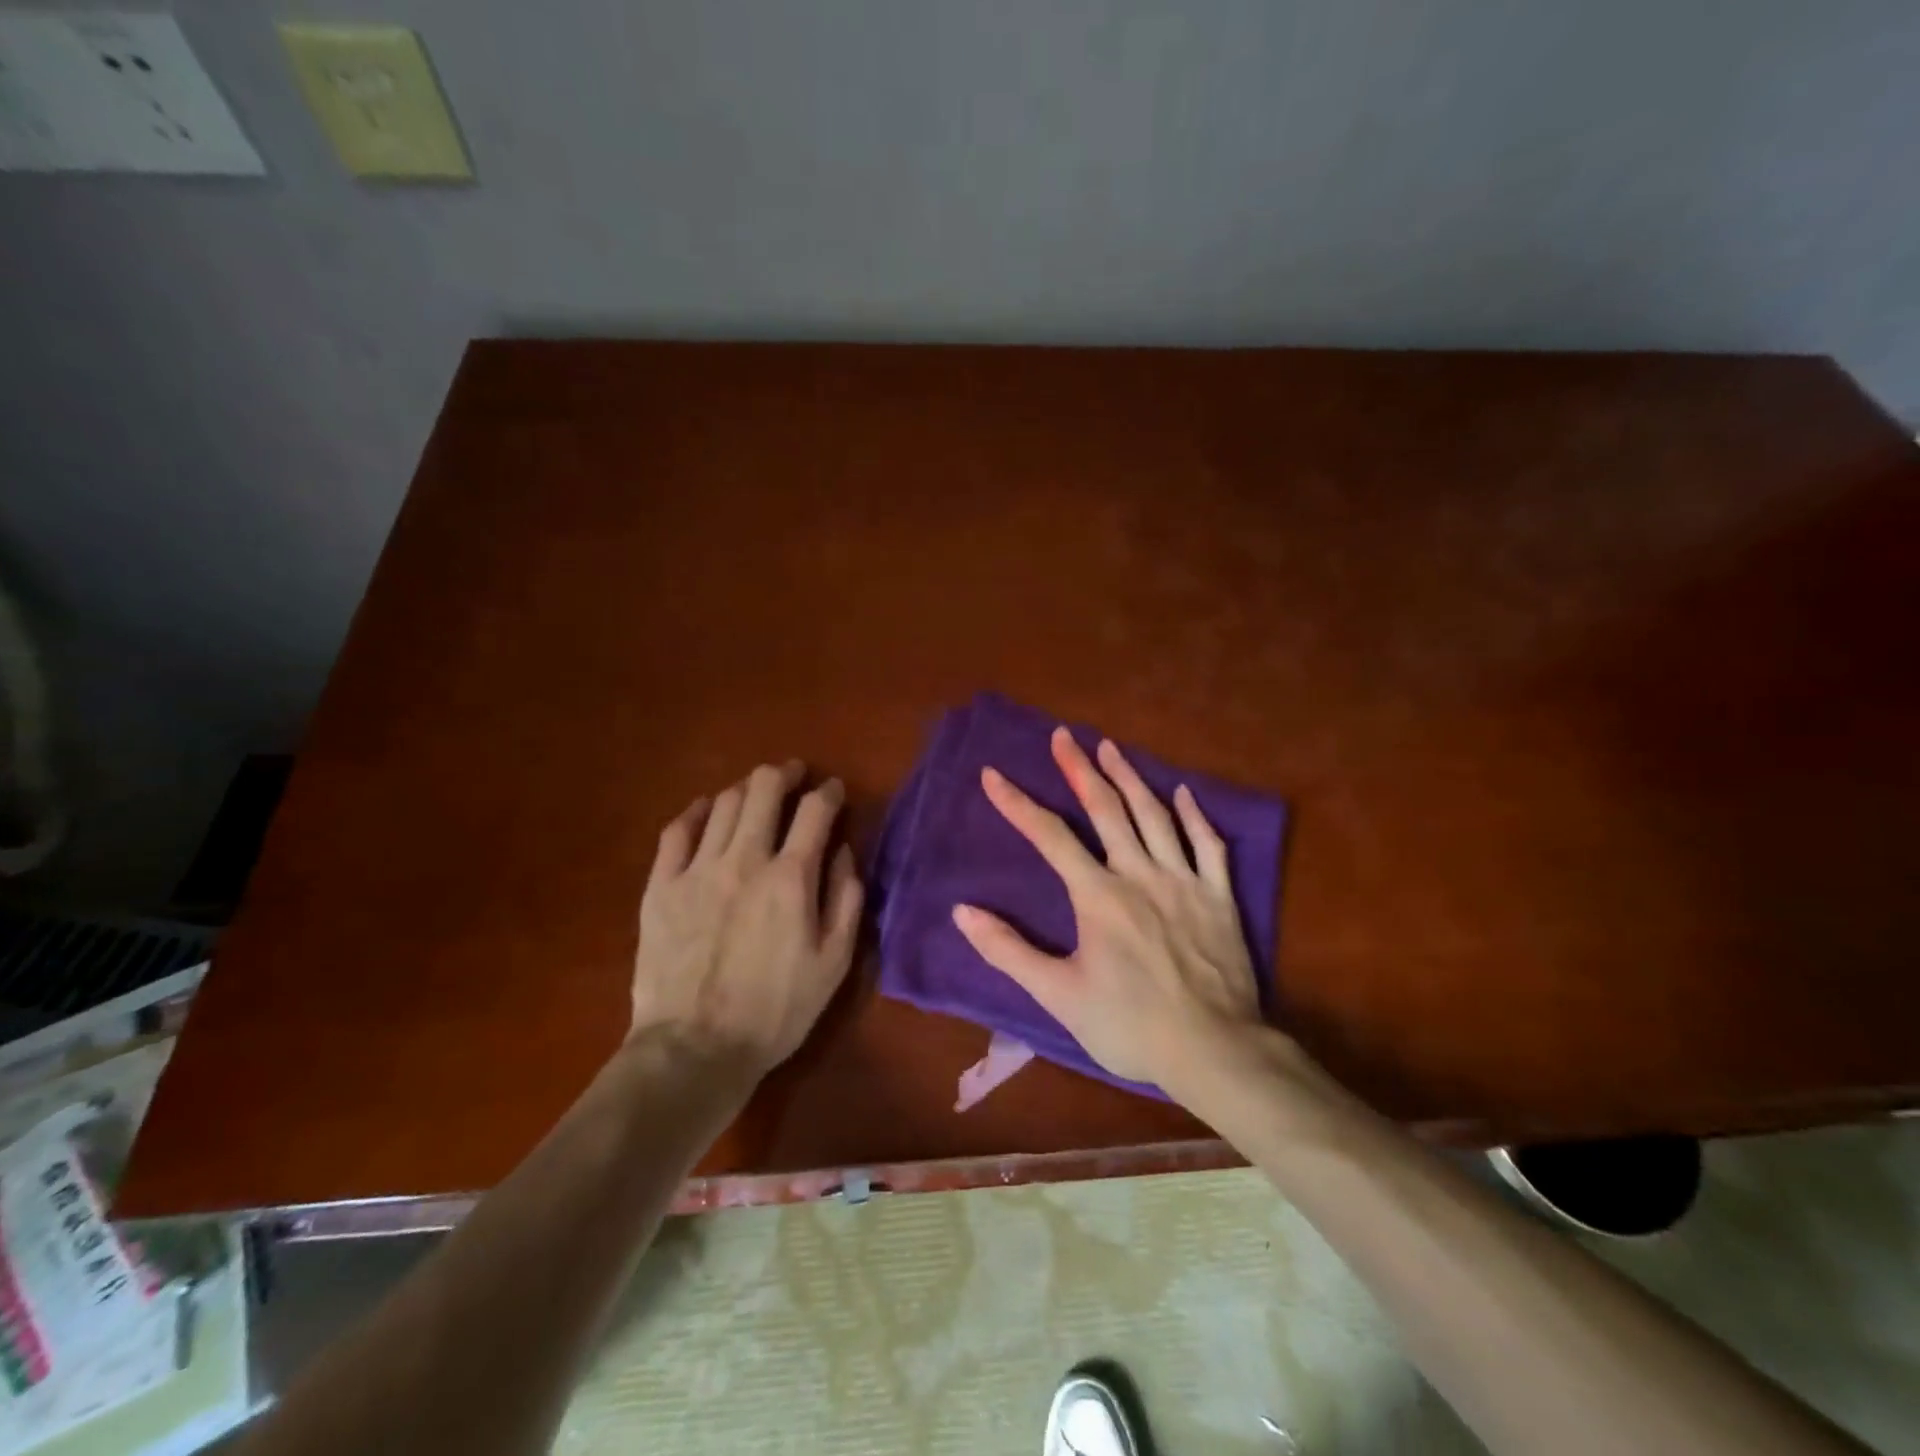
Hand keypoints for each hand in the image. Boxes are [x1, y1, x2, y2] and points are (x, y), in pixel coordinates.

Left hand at [629, 761, 863, 1074]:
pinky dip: (696, 811)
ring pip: (723, 803)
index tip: (834, 791)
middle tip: (794, 776)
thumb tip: (843, 851)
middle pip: (764, 790)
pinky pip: (677, 830)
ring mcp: (697, 869)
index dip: (829, 792)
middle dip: (785, 774)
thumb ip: (846, 899)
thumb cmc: (776, 1010)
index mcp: (791, 878)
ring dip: (746, 790)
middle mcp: (745, 859)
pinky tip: (706, 810)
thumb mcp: (834, 962)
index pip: (815, 811)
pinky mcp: (661, 886)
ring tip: (756, 794)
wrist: (695, 1049)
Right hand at [952, 728, 1260, 1086]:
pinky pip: (1208, 845)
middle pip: (1106, 809)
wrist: (1214, 1051)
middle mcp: (1139, 874)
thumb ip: (1009, 950)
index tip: (993, 774)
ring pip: (1155, 816)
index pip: (1050, 837)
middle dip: (1080, 769)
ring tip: (1110, 746)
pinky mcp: (1219, 896)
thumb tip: (962, 911)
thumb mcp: (1058, 995)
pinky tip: (1182, 792)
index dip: (1018, 804)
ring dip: (1130, 777)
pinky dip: (1194, 815)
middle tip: (1063, 735)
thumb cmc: (1129, 1025)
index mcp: (1098, 895)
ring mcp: (1184, 881)